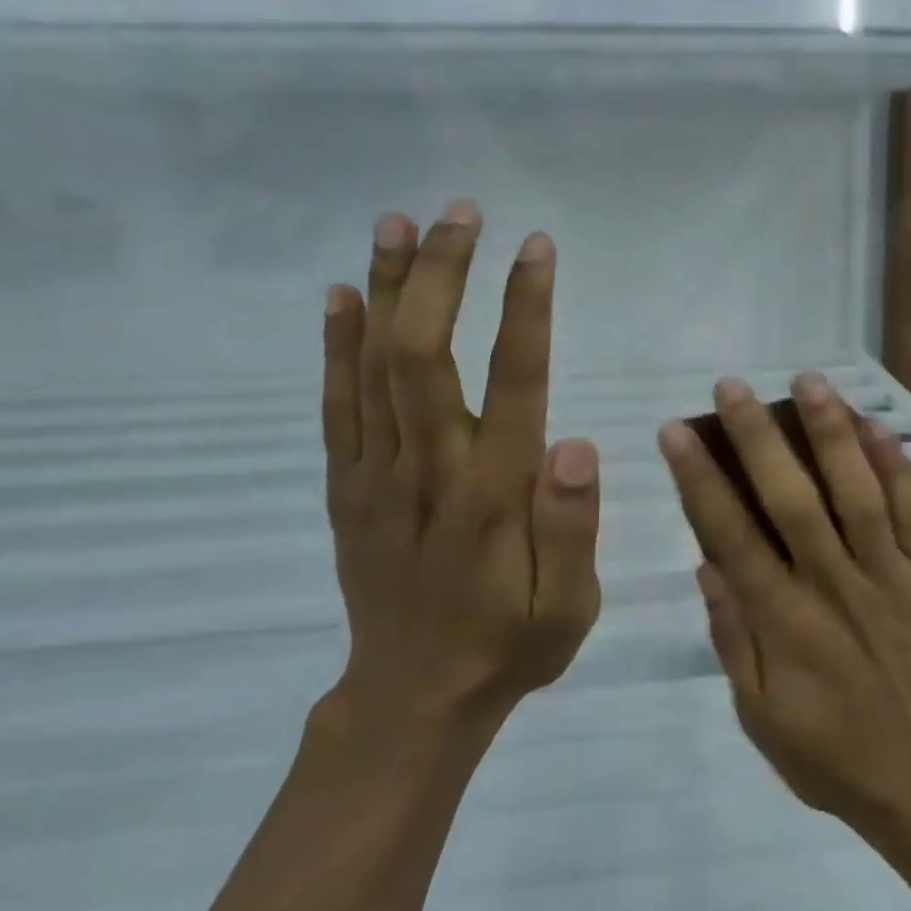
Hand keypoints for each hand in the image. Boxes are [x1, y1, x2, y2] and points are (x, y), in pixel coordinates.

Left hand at [320, 202, 601, 736]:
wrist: (413, 699)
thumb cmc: (510, 644)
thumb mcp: (570, 606)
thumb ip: (574, 527)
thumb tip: (575, 442)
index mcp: (495, 494)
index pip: (513, 380)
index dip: (524, 308)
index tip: (535, 247)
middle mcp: (430, 469)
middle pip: (425, 352)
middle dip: (444, 274)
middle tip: (462, 212)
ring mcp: (377, 475)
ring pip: (374, 365)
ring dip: (389, 288)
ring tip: (400, 222)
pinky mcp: (346, 487)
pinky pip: (336, 404)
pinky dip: (335, 344)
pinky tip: (344, 293)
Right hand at [658, 373, 910, 852]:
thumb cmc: (837, 757)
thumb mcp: (762, 718)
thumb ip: (733, 639)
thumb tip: (706, 566)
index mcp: (784, 622)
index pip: (730, 535)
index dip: (700, 479)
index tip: (678, 432)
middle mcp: (834, 585)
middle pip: (790, 498)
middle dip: (757, 437)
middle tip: (733, 385)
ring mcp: (889, 576)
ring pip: (856, 491)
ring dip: (830, 432)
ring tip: (808, 381)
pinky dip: (896, 467)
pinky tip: (878, 426)